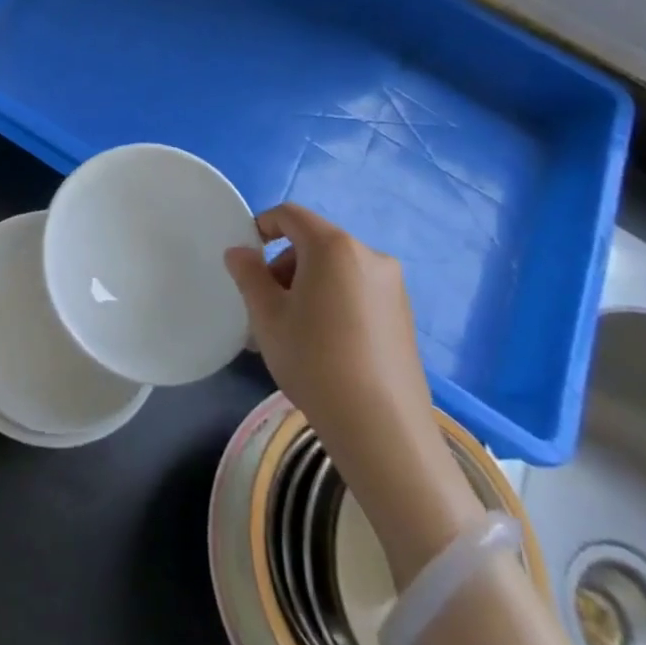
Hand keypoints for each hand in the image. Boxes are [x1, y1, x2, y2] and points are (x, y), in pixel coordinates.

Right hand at [226, 204, 480, 576]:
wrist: (382, 429)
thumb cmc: (314, 361)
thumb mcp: (267, 316)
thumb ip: (249, 274)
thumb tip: (240, 252)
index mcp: (333, 246)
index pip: (290, 215)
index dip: (263, 226)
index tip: (247, 258)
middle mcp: (369, 255)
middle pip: (315, 242)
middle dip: (285, 264)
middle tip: (266, 304)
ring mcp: (393, 286)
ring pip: (337, 268)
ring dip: (309, 283)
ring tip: (294, 328)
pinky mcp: (405, 315)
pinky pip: (358, 290)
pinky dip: (335, 300)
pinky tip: (326, 343)